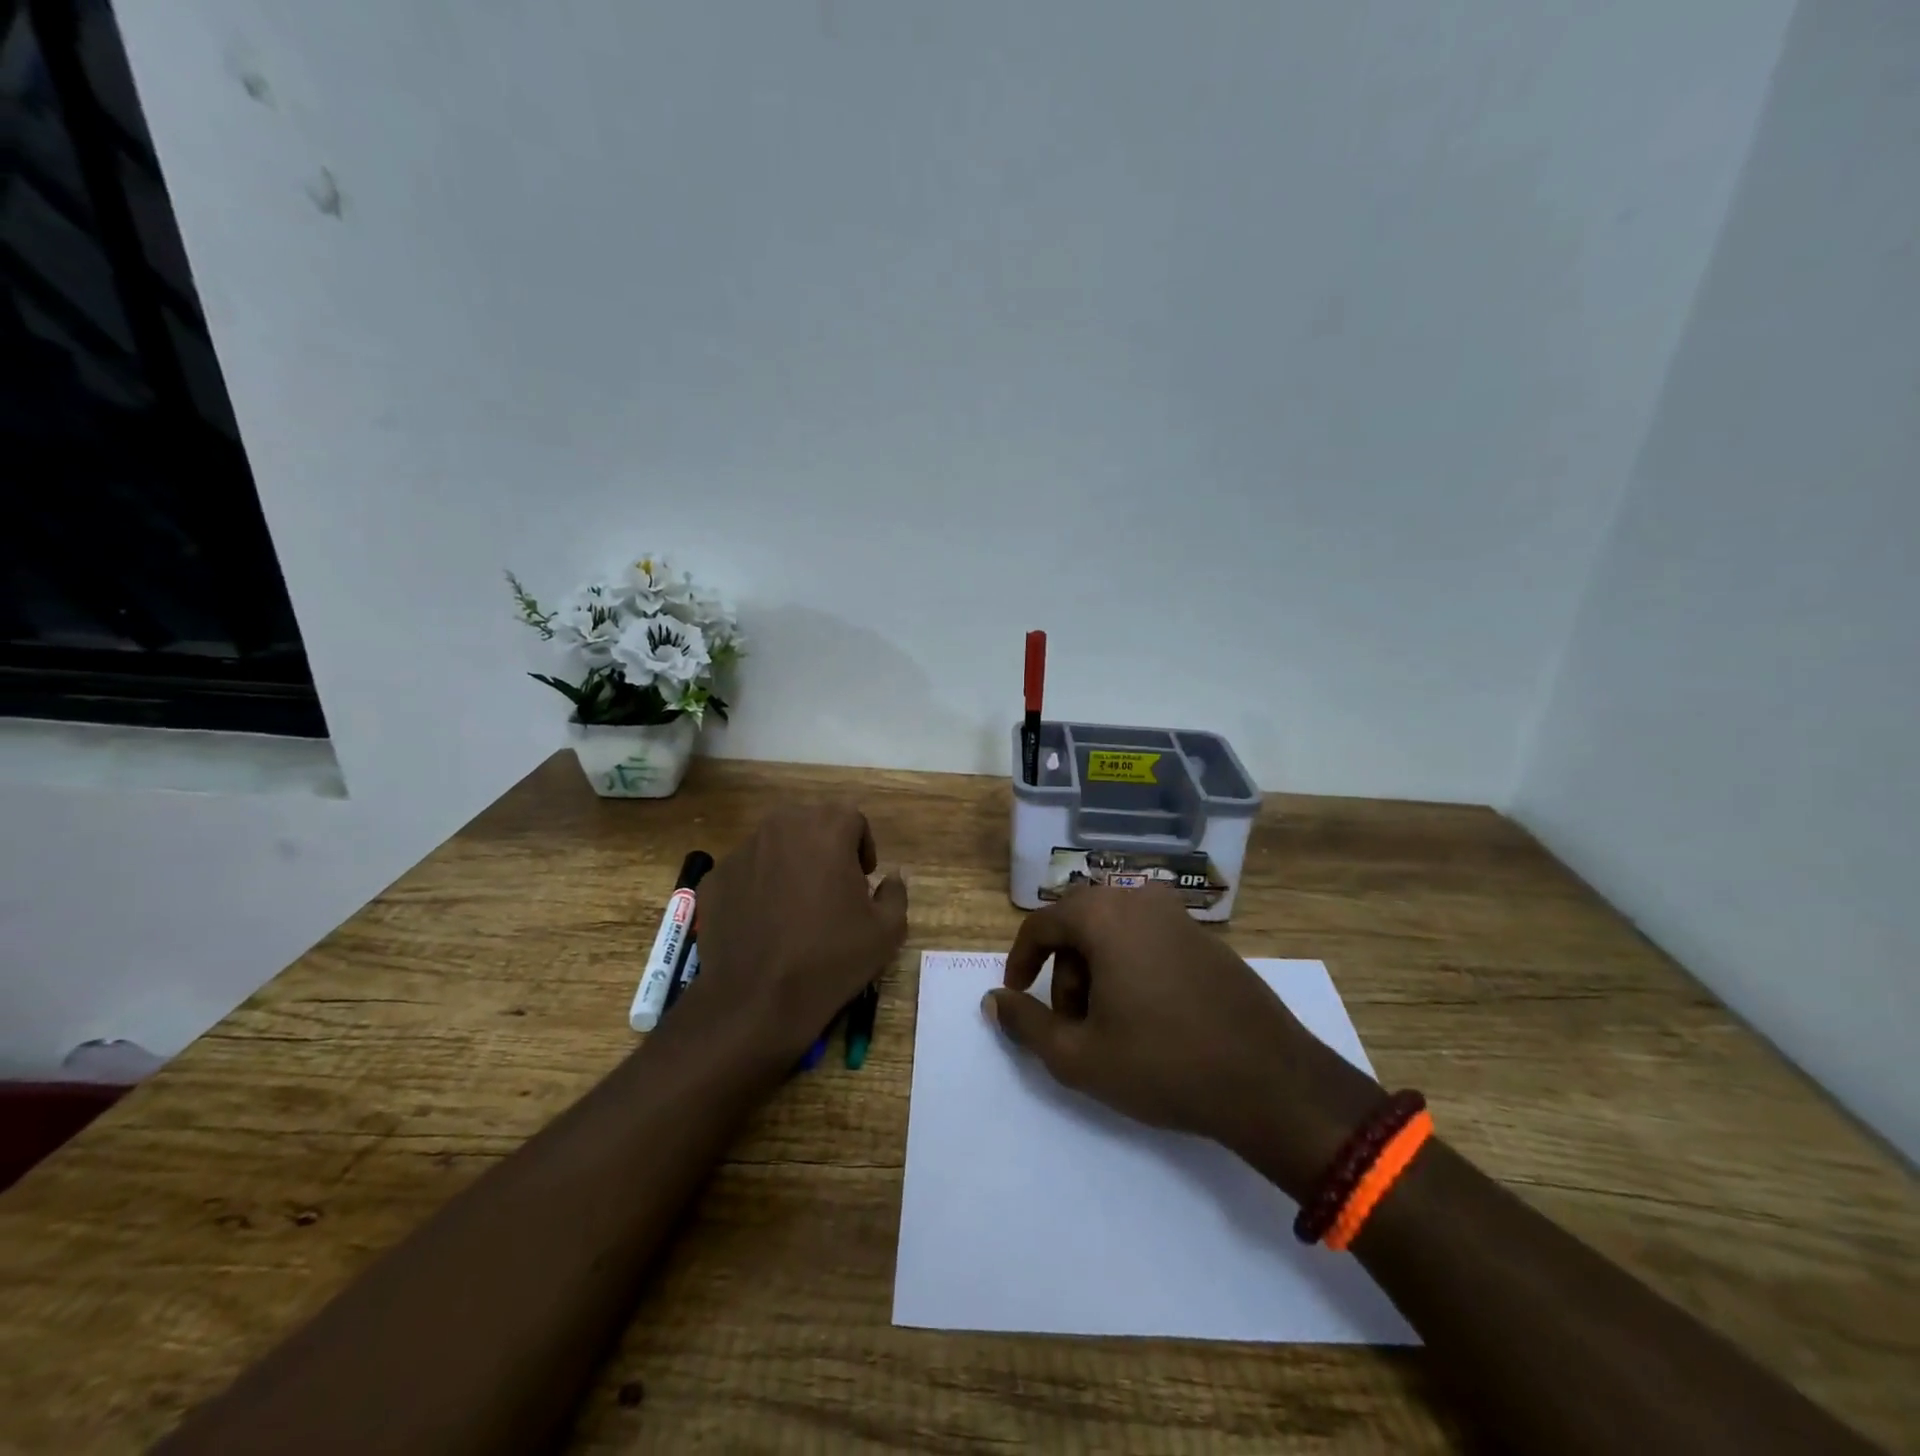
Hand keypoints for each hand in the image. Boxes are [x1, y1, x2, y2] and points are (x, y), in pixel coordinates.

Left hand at [681, 803, 907, 1064]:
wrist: (757, 1001)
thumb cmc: (830, 959)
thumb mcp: (887, 931)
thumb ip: (895, 892)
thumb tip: (891, 877)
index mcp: (826, 829)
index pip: (852, 817)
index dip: (862, 846)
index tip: (863, 880)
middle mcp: (781, 827)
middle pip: (811, 822)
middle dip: (825, 847)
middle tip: (832, 887)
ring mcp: (742, 852)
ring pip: (775, 844)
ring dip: (791, 862)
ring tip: (796, 905)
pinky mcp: (715, 878)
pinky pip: (746, 871)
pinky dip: (758, 885)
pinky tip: (764, 923)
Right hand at [985, 886, 1382, 1197]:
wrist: (1270, 1081)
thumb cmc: (1163, 1064)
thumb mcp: (1078, 1056)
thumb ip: (1026, 1023)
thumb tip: (993, 1000)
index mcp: (1103, 915)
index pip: (1041, 924)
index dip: (1021, 962)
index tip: (1019, 998)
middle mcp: (1138, 899)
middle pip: (1078, 923)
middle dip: (1063, 970)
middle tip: (1071, 1021)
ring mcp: (1177, 914)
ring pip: (1113, 930)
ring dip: (1096, 969)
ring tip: (1109, 1024)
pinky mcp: (1206, 936)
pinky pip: (1147, 937)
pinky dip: (1130, 965)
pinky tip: (1146, 1014)